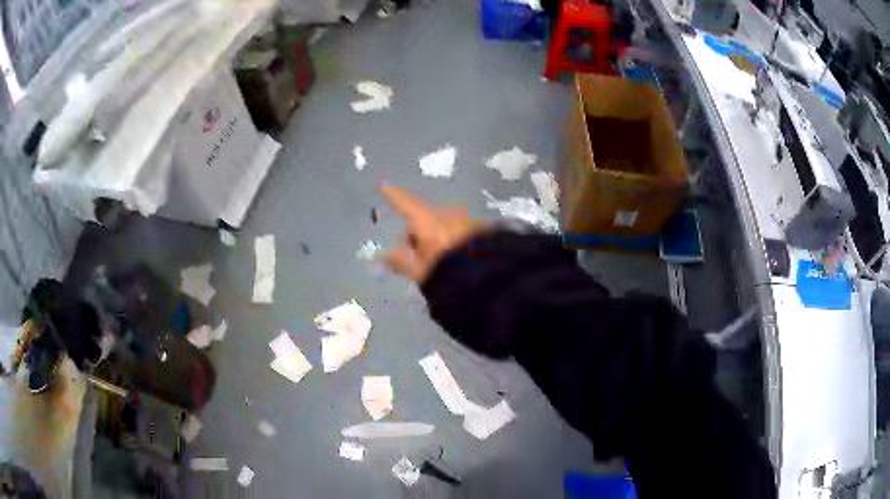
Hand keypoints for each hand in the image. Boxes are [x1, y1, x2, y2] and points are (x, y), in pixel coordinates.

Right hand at [380, 186, 486, 282]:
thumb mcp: (420, 271)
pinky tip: (457, 255)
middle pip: (428, 217)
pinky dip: (455, 238)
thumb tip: (382, 254)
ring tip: (437, 255)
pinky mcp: (484, 229)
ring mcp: (468, 220)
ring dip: (439, 234)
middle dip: (420, 229)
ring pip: (446, 223)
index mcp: (429, 221)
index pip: (406, 204)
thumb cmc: (448, 272)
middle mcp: (448, 214)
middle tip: (414, 248)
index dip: (394, 196)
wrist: (492, 275)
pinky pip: (462, 230)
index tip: (384, 186)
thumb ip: (400, 261)